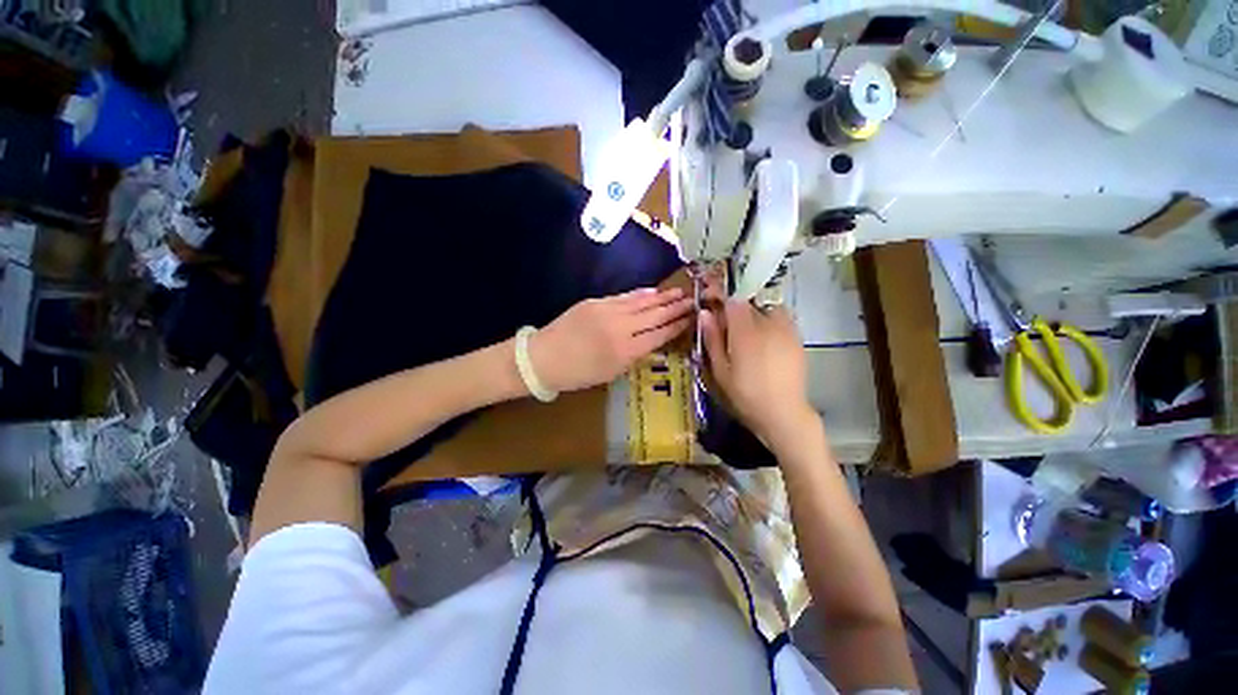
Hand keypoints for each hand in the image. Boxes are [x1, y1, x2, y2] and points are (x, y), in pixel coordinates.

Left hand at [529, 288, 693, 392]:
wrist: (543, 357)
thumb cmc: (578, 373)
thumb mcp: (611, 372)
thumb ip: (635, 356)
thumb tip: (653, 342)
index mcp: (626, 351)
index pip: (659, 335)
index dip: (677, 326)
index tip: (692, 318)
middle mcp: (621, 328)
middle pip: (654, 315)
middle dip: (675, 308)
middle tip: (693, 300)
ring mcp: (608, 311)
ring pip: (641, 302)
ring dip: (662, 297)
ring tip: (679, 292)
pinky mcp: (596, 302)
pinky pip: (624, 297)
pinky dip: (640, 294)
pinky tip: (652, 291)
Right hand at [700, 300, 816, 447]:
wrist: (783, 412)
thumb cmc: (745, 394)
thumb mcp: (721, 370)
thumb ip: (713, 339)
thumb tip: (704, 312)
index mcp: (745, 332)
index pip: (732, 300)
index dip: (719, 294)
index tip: (708, 296)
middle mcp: (767, 324)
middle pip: (748, 302)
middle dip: (733, 307)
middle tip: (724, 323)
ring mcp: (786, 329)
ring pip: (765, 307)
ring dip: (752, 313)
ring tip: (745, 332)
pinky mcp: (796, 337)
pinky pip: (780, 318)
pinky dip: (768, 320)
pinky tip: (763, 340)